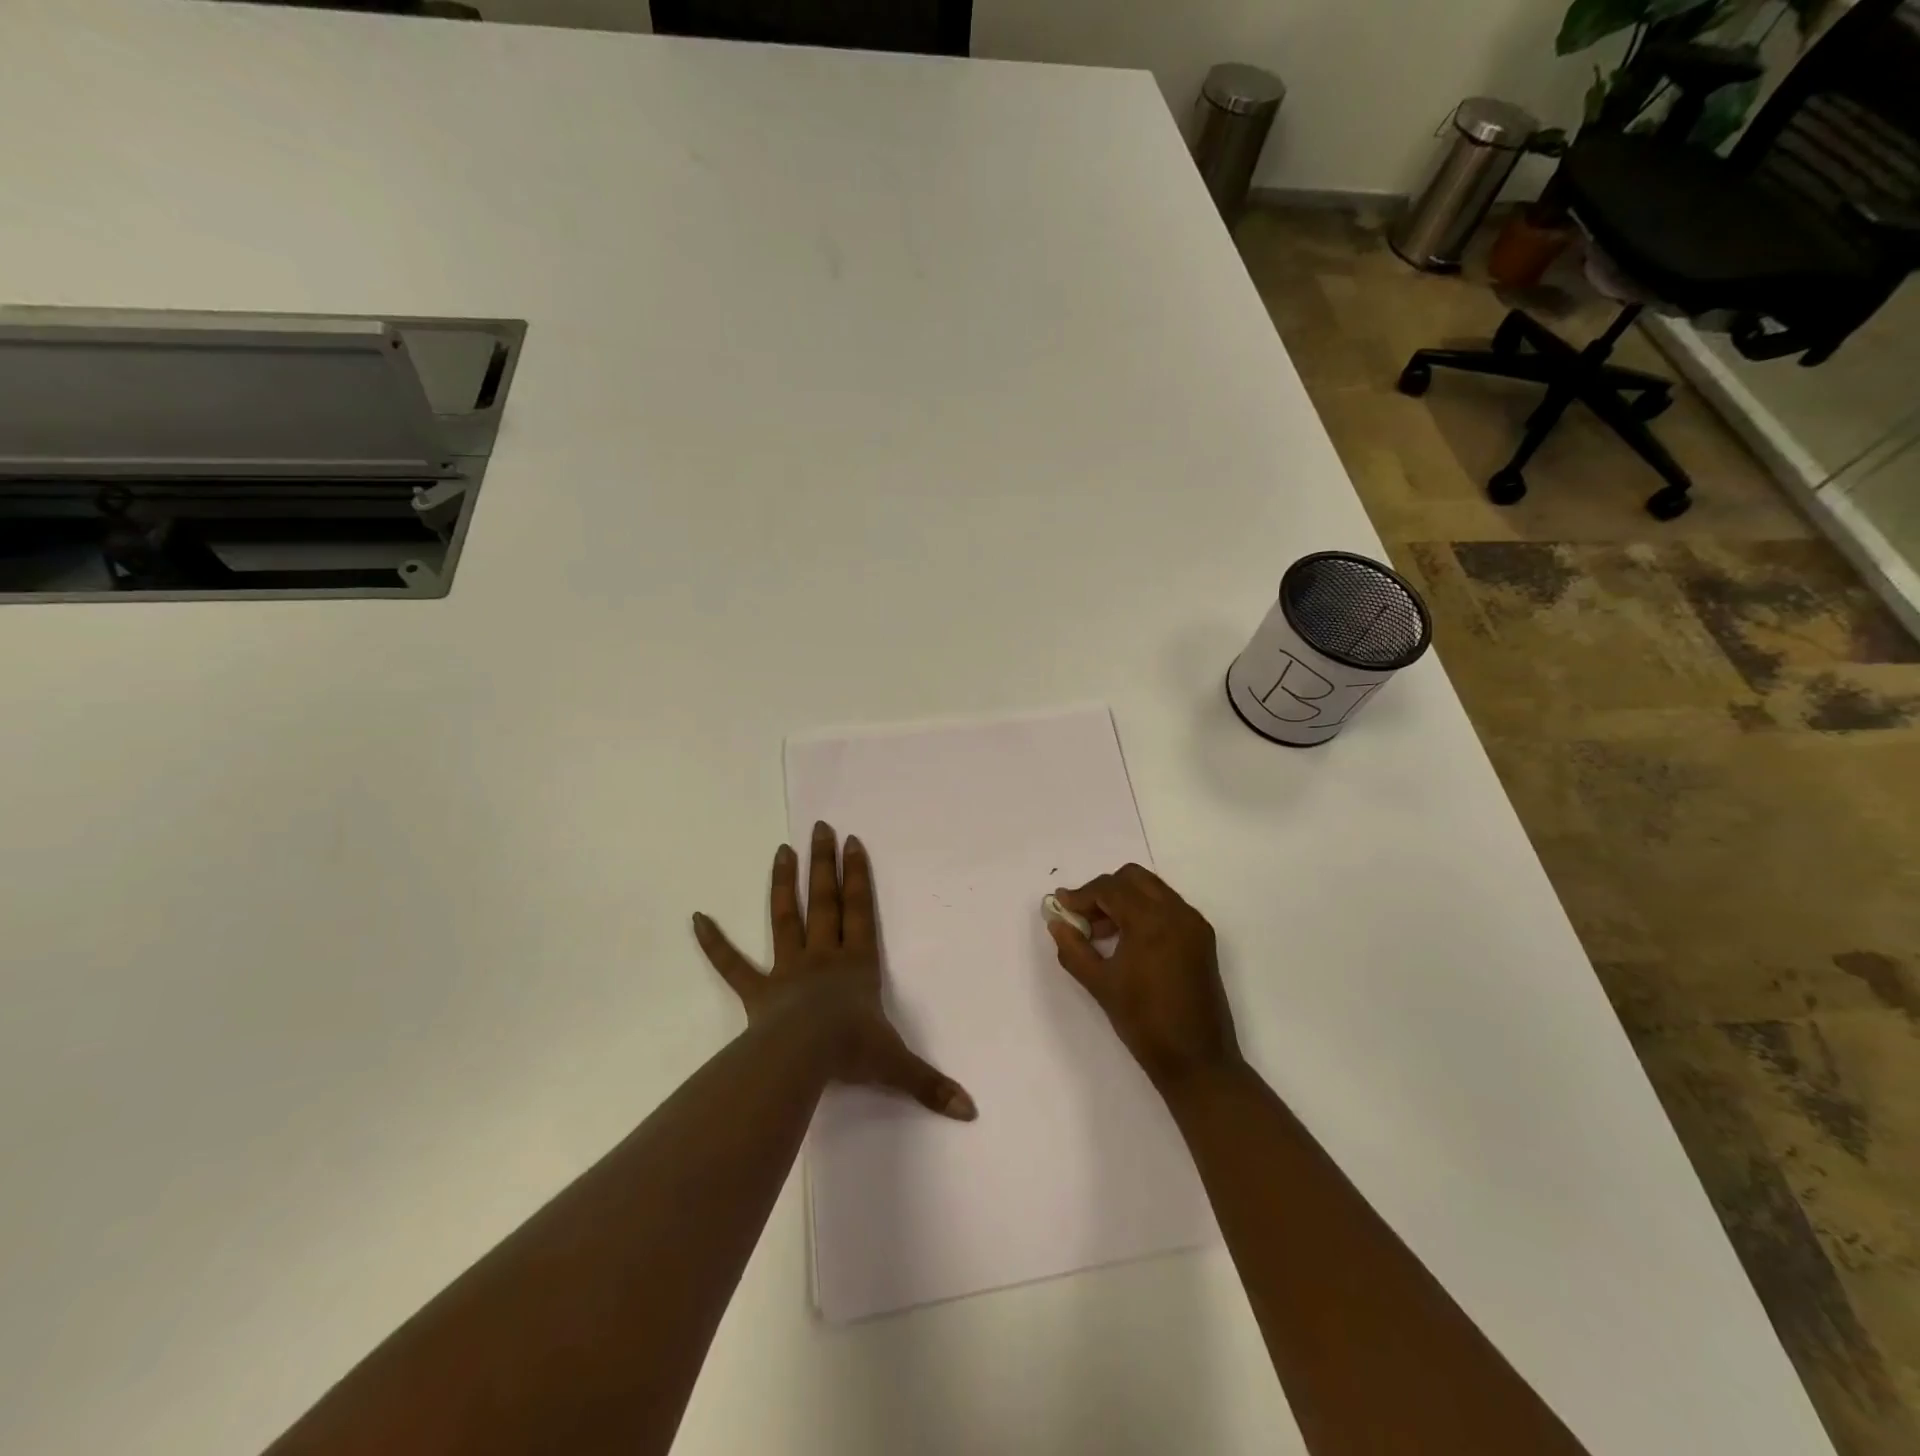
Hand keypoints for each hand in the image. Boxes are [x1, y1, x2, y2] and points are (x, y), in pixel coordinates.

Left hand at [693, 821, 976, 1120]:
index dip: (858, 876)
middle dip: (824, 863)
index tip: (852, 842)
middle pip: (824, 901)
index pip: (860, 910)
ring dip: (783, 884)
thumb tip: (971, 1111)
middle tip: (820, 827)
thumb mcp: (897, 1066)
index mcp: (857, 963)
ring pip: (785, 918)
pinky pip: (732, 964)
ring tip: (782, 850)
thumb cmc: (851, 1052)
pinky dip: (714, 942)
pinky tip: (696, 917)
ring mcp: (788, 970)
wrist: (802, 1060)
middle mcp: (824, 956)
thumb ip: (932, 1084)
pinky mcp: (758, 991)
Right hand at [1048, 864, 1241, 1092]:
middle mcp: (1177, 912)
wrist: (1197, 1060)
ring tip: (1102, 932)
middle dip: (1104, 891)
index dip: (1081, 895)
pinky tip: (1128, 941)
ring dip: (1124, 899)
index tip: (1061, 907)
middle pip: (1133, 878)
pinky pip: (1168, 907)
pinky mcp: (1202, 937)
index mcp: (1152, 922)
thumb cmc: (1144, 1022)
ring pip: (1152, 889)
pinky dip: (1144, 911)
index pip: (1110, 889)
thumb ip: (1073, 948)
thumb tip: (1057, 922)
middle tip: (1084, 917)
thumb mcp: (1100, 985)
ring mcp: (1193, 924)